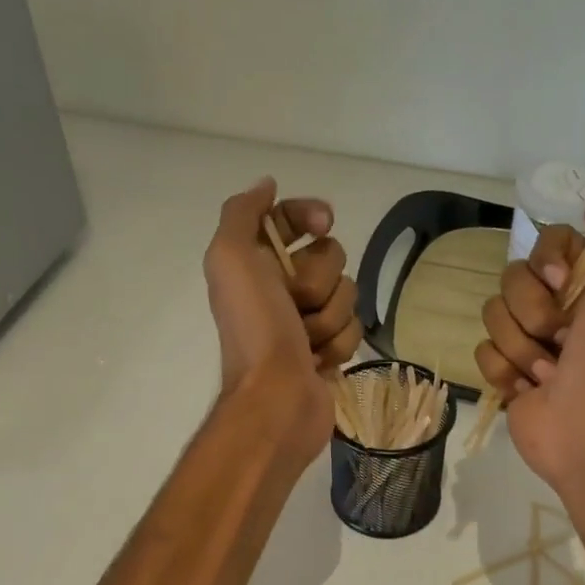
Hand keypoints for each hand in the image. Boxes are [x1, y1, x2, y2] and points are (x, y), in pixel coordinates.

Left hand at [204, 177, 361, 455]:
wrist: (277, 399)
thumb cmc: (256, 328)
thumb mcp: (231, 258)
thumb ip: (242, 213)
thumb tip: (268, 185)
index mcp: (254, 262)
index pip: (292, 218)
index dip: (309, 214)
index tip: (323, 223)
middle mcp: (279, 286)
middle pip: (329, 255)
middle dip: (317, 281)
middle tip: (295, 306)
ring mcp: (306, 320)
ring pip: (346, 294)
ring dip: (328, 318)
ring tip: (306, 343)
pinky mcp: (328, 350)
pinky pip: (354, 329)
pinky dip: (338, 345)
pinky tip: (318, 362)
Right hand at [474, 206, 584, 486]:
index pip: (546, 243)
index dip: (547, 261)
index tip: (562, 285)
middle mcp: (557, 308)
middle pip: (511, 278)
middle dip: (533, 311)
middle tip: (561, 338)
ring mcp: (528, 342)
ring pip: (493, 316)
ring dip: (522, 347)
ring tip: (548, 373)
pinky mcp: (506, 374)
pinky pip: (483, 352)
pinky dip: (505, 372)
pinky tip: (529, 390)